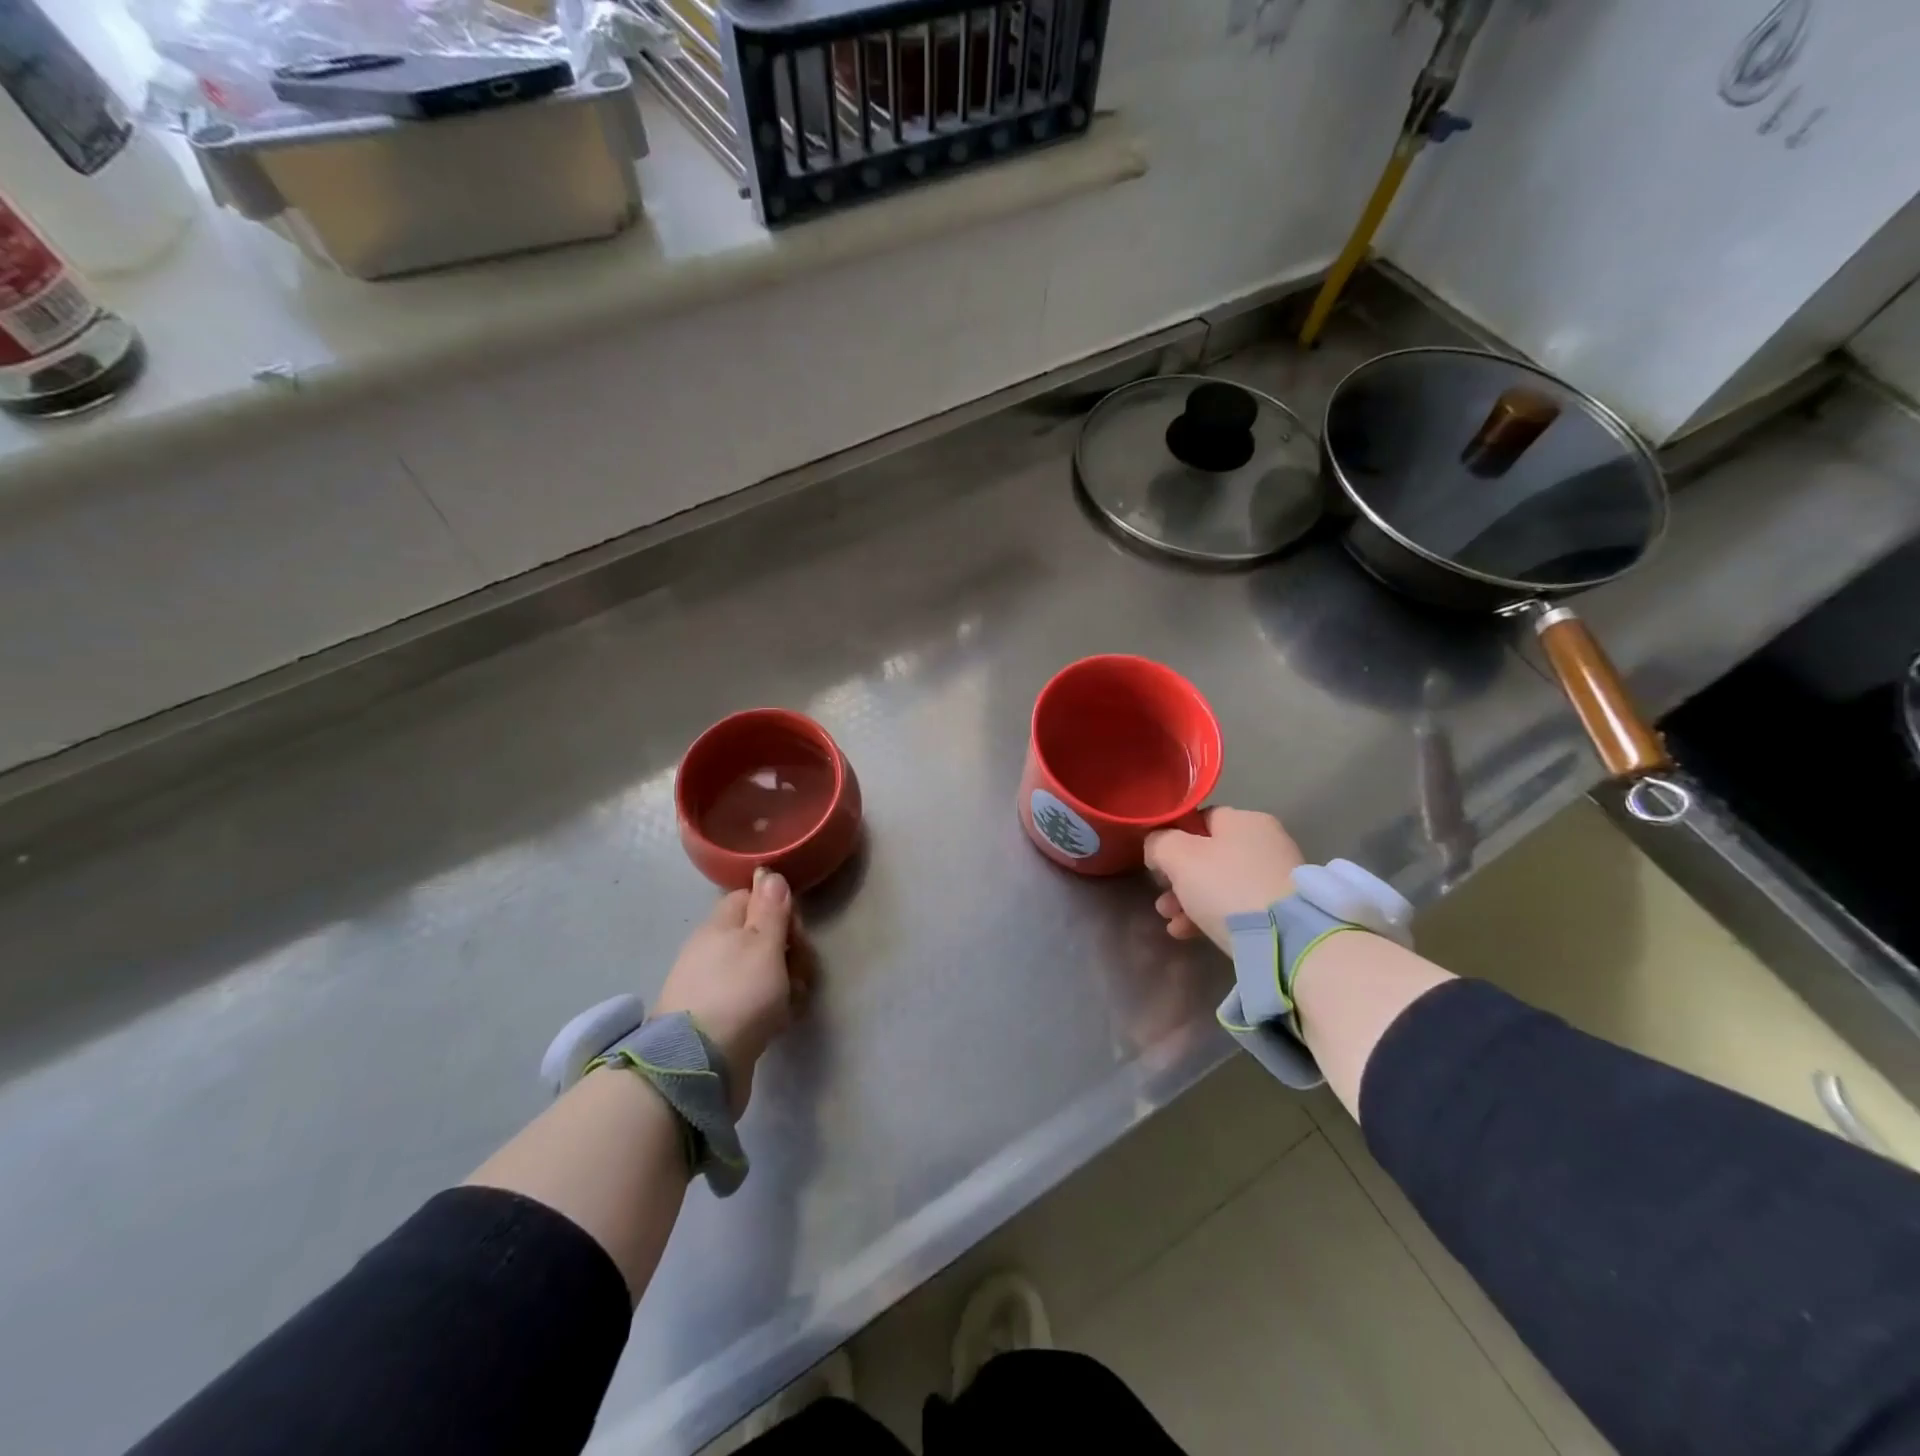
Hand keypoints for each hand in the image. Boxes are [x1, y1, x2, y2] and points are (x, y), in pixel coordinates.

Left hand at [654, 869, 812, 1116]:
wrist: (698, 1065)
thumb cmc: (739, 994)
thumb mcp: (763, 944)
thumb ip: (770, 908)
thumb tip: (767, 872)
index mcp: (719, 926)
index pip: (751, 898)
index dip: (779, 910)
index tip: (795, 933)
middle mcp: (711, 951)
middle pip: (759, 936)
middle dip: (788, 951)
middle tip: (799, 972)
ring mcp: (711, 987)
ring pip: (759, 971)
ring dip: (784, 983)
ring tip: (793, 1002)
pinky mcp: (716, 1020)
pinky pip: (751, 1002)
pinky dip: (769, 1009)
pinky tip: (779, 1023)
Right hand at [1144, 807, 1304, 953]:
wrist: (1287, 940)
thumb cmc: (1227, 887)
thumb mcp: (1179, 857)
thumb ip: (1159, 843)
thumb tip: (1157, 847)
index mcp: (1244, 820)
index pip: (1200, 819)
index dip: (1173, 838)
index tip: (1157, 864)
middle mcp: (1265, 842)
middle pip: (1208, 855)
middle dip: (1178, 879)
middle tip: (1162, 902)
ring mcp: (1277, 877)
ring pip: (1220, 884)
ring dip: (1189, 900)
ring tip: (1171, 922)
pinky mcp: (1283, 910)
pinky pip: (1238, 906)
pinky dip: (1213, 916)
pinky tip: (1189, 934)